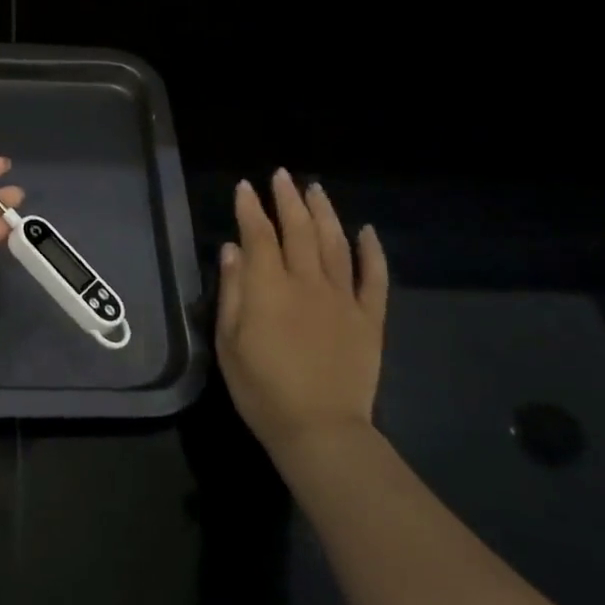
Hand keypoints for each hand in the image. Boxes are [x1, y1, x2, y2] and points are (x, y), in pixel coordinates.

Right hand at [216, 169, 388, 462]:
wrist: (319, 428)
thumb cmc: (261, 389)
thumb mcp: (229, 342)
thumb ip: (232, 291)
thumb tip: (232, 249)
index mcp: (270, 288)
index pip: (259, 235)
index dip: (250, 209)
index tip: (244, 187)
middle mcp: (308, 282)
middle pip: (299, 230)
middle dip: (288, 199)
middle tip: (281, 175)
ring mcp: (343, 299)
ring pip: (336, 244)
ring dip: (325, 213)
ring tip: (316, 189)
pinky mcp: (369, 319)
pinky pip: (374, 278)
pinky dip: (372, 251)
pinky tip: (367, 231)